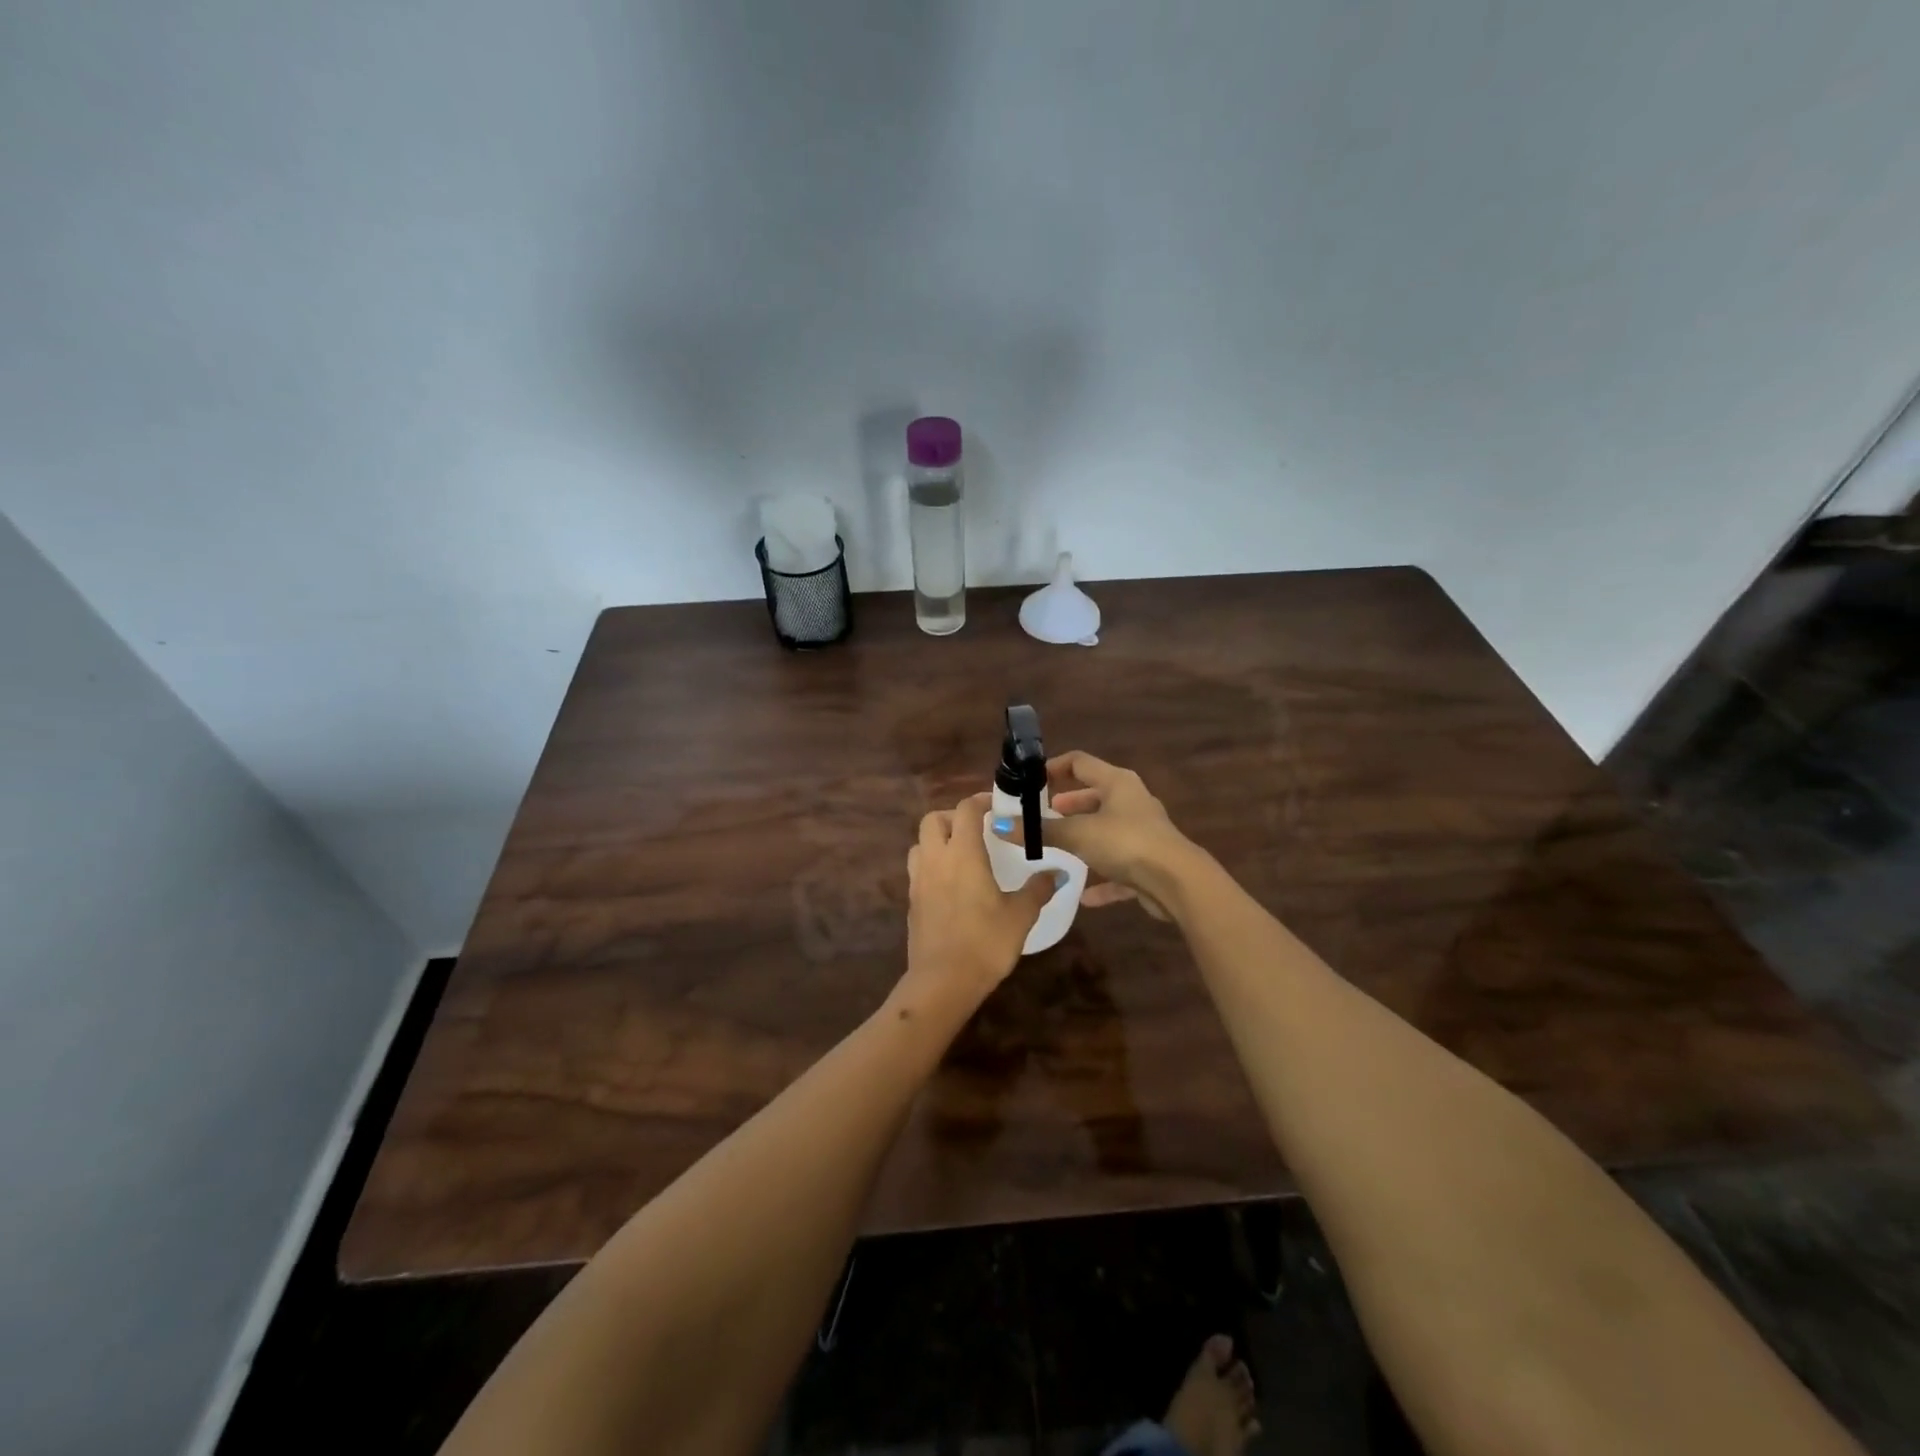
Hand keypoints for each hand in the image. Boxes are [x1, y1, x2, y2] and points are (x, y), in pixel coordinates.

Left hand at [901, 792, 1054, 1015]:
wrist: (942, 982)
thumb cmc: (985, 943)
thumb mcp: (1020, 916)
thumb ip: (1038, 889)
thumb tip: (1057, 873)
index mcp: (962, 854)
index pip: (965, 810)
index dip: (980, 801)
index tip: (997, 806)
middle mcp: (935, 859)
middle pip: (933, 820)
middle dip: (953, 817)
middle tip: (976, 830)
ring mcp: (918, 881)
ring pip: (920, 844)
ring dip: (938, 840)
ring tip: (962, 855)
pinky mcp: (911, 902)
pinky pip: (918, 870)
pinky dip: (932, 865)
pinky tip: (952, 886)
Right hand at [997, 751, 1190, 919]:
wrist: (1177, 882)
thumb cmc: (1125, 843)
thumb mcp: (1077, 834)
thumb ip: (1040, 832)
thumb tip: (1001, 825)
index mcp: (1117, 782)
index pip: (1080, 762)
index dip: (1053, 767)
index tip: (1030, 781)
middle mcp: (1132, 801)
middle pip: (1094, 795)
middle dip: (1068, 805)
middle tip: (1042, 815)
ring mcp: (1142, 833)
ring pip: (1106, 830)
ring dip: (1083, 838)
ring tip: (1056, 848)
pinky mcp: (1149, 863)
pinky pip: (1118, 867)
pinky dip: (1100, 877)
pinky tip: (1082, 895)